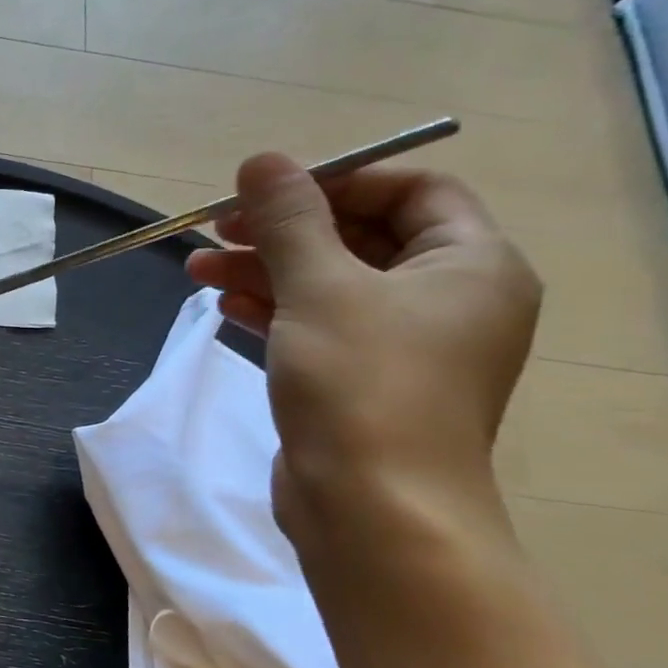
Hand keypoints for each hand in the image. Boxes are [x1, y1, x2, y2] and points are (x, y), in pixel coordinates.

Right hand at [186, 153, 540, 541]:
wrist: (371, 507)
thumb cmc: (360, 384)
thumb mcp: (320, 287)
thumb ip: (289, 220)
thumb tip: (262, 160)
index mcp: (470, 264)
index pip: (412, 191)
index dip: (338, 181)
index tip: (268, 192)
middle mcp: (449, 299)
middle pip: (361, 238)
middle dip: (284, 230)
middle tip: (216, 228)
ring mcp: (405, 346)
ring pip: (330, 285)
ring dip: (265, 270)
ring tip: (196, 267)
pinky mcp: (363, 382)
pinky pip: (318, 326)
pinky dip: (273, 310)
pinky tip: (224, 304)